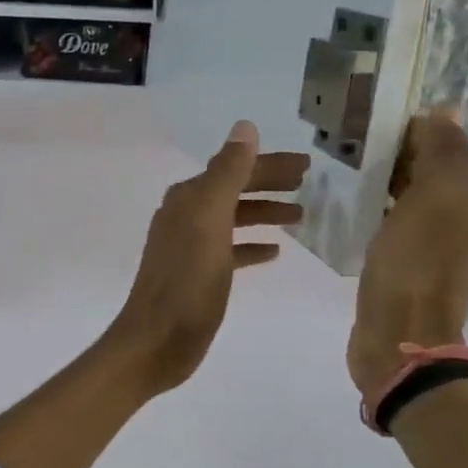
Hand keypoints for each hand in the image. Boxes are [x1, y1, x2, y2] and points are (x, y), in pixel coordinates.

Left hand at [104, 121, 308, 396]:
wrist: (157, 340)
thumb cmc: (187, 280)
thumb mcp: (210, 221)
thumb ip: (227, 173)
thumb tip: (244, 127)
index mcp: (189, 199)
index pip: (234, 168)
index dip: (269, 164)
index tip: (308, 165)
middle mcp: (186, 215)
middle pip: (234, 190)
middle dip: (270, 183)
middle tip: (310, 183)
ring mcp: (191, 246)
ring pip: (234, 218)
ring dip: (265, 212)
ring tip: (302, 215)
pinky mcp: (198, 274)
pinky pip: (231, 250)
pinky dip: (252, 245)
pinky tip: (275, 251)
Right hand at [347, 109, 467, 394]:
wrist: (399, 337)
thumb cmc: (414, 265)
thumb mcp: (433, 199)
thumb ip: (442, 153)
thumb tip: (447, 110)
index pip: (447, 145)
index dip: (415, 127)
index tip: (372, 116)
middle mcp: (459, 218)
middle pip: (430, 169)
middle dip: (398, 149)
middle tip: (352, 136)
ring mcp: (432, 244)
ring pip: (410, 194)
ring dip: (385, 176)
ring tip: (345, 164)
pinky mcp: (405, 264)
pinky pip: (394, 220)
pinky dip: (377, 206)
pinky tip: (351, 204)